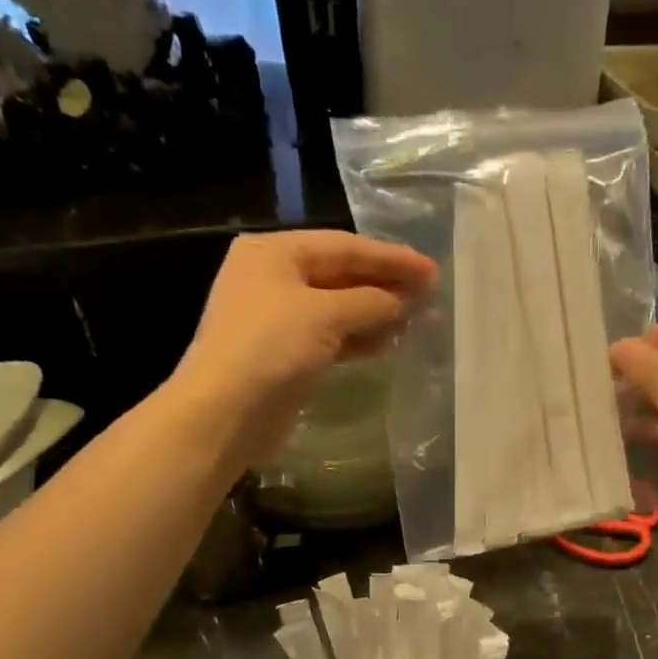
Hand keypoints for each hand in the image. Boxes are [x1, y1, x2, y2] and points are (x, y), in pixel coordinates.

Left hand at [170, 230, 435, 468]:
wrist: (225, 412)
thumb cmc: (271, 347)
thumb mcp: (325, 314)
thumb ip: (372, 301)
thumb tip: (406, 300)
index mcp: (274, 252)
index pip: (344, 246)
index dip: (391, 258)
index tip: (432, 271)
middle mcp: (274, 278)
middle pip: (342, 275)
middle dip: (387, 285)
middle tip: (432, 294)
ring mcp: (278, 318)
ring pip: (340, 308)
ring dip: (379, 313)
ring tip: (422, 319)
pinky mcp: (286, 354)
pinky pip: (332, 336)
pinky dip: (361, 337)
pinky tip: (391, 341)